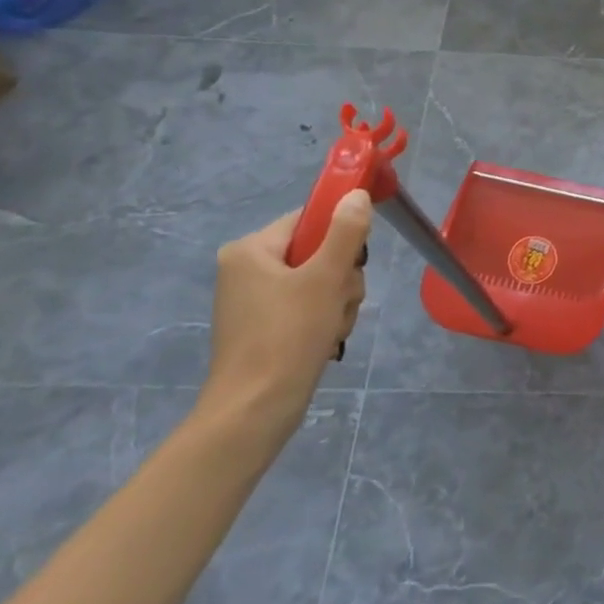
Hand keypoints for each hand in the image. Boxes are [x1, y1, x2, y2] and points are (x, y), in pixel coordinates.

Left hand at [198, 192, 372, 452]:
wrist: (256, 409)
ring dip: (339, 301)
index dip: (340, 234)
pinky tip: (325, 338)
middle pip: (319, 251)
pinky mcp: (266, 326)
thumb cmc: (288, 336)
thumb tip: (356, 194)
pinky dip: (325, 319)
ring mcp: (256, 299)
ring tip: (332, 326)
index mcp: (251, 249)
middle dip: (342, 278)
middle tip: (338, 301)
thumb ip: (345, 232)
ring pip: (320, 281)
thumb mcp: (326, 278)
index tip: (355, 260)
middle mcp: (247, 268)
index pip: (309, 219)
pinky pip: (309, 305)